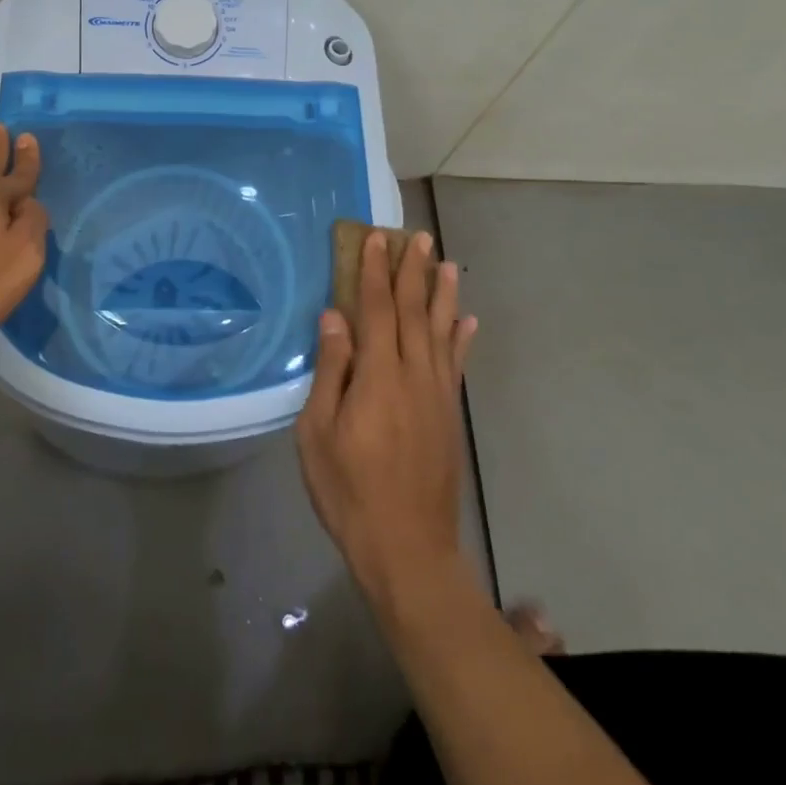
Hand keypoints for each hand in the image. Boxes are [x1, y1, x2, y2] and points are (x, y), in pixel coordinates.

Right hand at [295, 230, 477, 606]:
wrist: (407, 549)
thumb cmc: (349, 490)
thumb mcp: (319, 433)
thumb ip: (331, 371)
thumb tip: (336, 318)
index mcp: (378, 376)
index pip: (378, 309)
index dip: (376, 271)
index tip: (376, 238)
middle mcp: (414, 375)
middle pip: (415, 312)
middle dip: (414, 271)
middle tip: (419, 235)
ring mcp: (437, 395)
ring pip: (442, 332)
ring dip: (443, 294)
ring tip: (446, 264)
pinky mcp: (449, 415)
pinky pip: (457, 364)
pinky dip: (462, 338)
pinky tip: (467, 320)